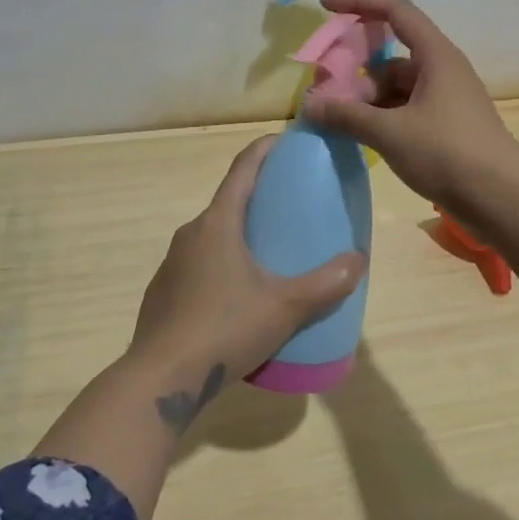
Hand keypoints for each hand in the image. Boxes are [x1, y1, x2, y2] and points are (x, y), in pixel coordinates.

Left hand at [127, 135, 365, 431]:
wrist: (160, 379)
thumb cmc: (224, 329)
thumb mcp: (284, 307)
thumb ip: (325, 284)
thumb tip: (358, 260)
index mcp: (217, 223)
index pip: (242, 169)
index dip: (264, 149)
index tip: (286, 140)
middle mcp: (191, 234)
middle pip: (229, 201)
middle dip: (260, 197)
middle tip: (293, 206)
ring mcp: (173, 264)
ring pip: (214, 236)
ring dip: (242, 234)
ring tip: (273, 252)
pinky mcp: (165, 292)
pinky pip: (201, 264)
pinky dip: (225, 263)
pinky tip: (242, 295)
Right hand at [300, 0, 518, 225]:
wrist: (503, 199)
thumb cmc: (448, 153)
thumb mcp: (390, 133)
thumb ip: (347, 116)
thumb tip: (309, 106)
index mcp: (435, 55)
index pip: (394, 11)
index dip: (359, 2)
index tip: (325, 5)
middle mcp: (442, 70)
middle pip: (390, 57)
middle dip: (358, 74)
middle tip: (328, 98)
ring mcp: (446, 99)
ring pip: (396, 88)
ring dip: (368, 102)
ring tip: (342, 126)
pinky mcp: (446, 126)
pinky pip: (406, 110)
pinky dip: (383, 119)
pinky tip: (364, 140)